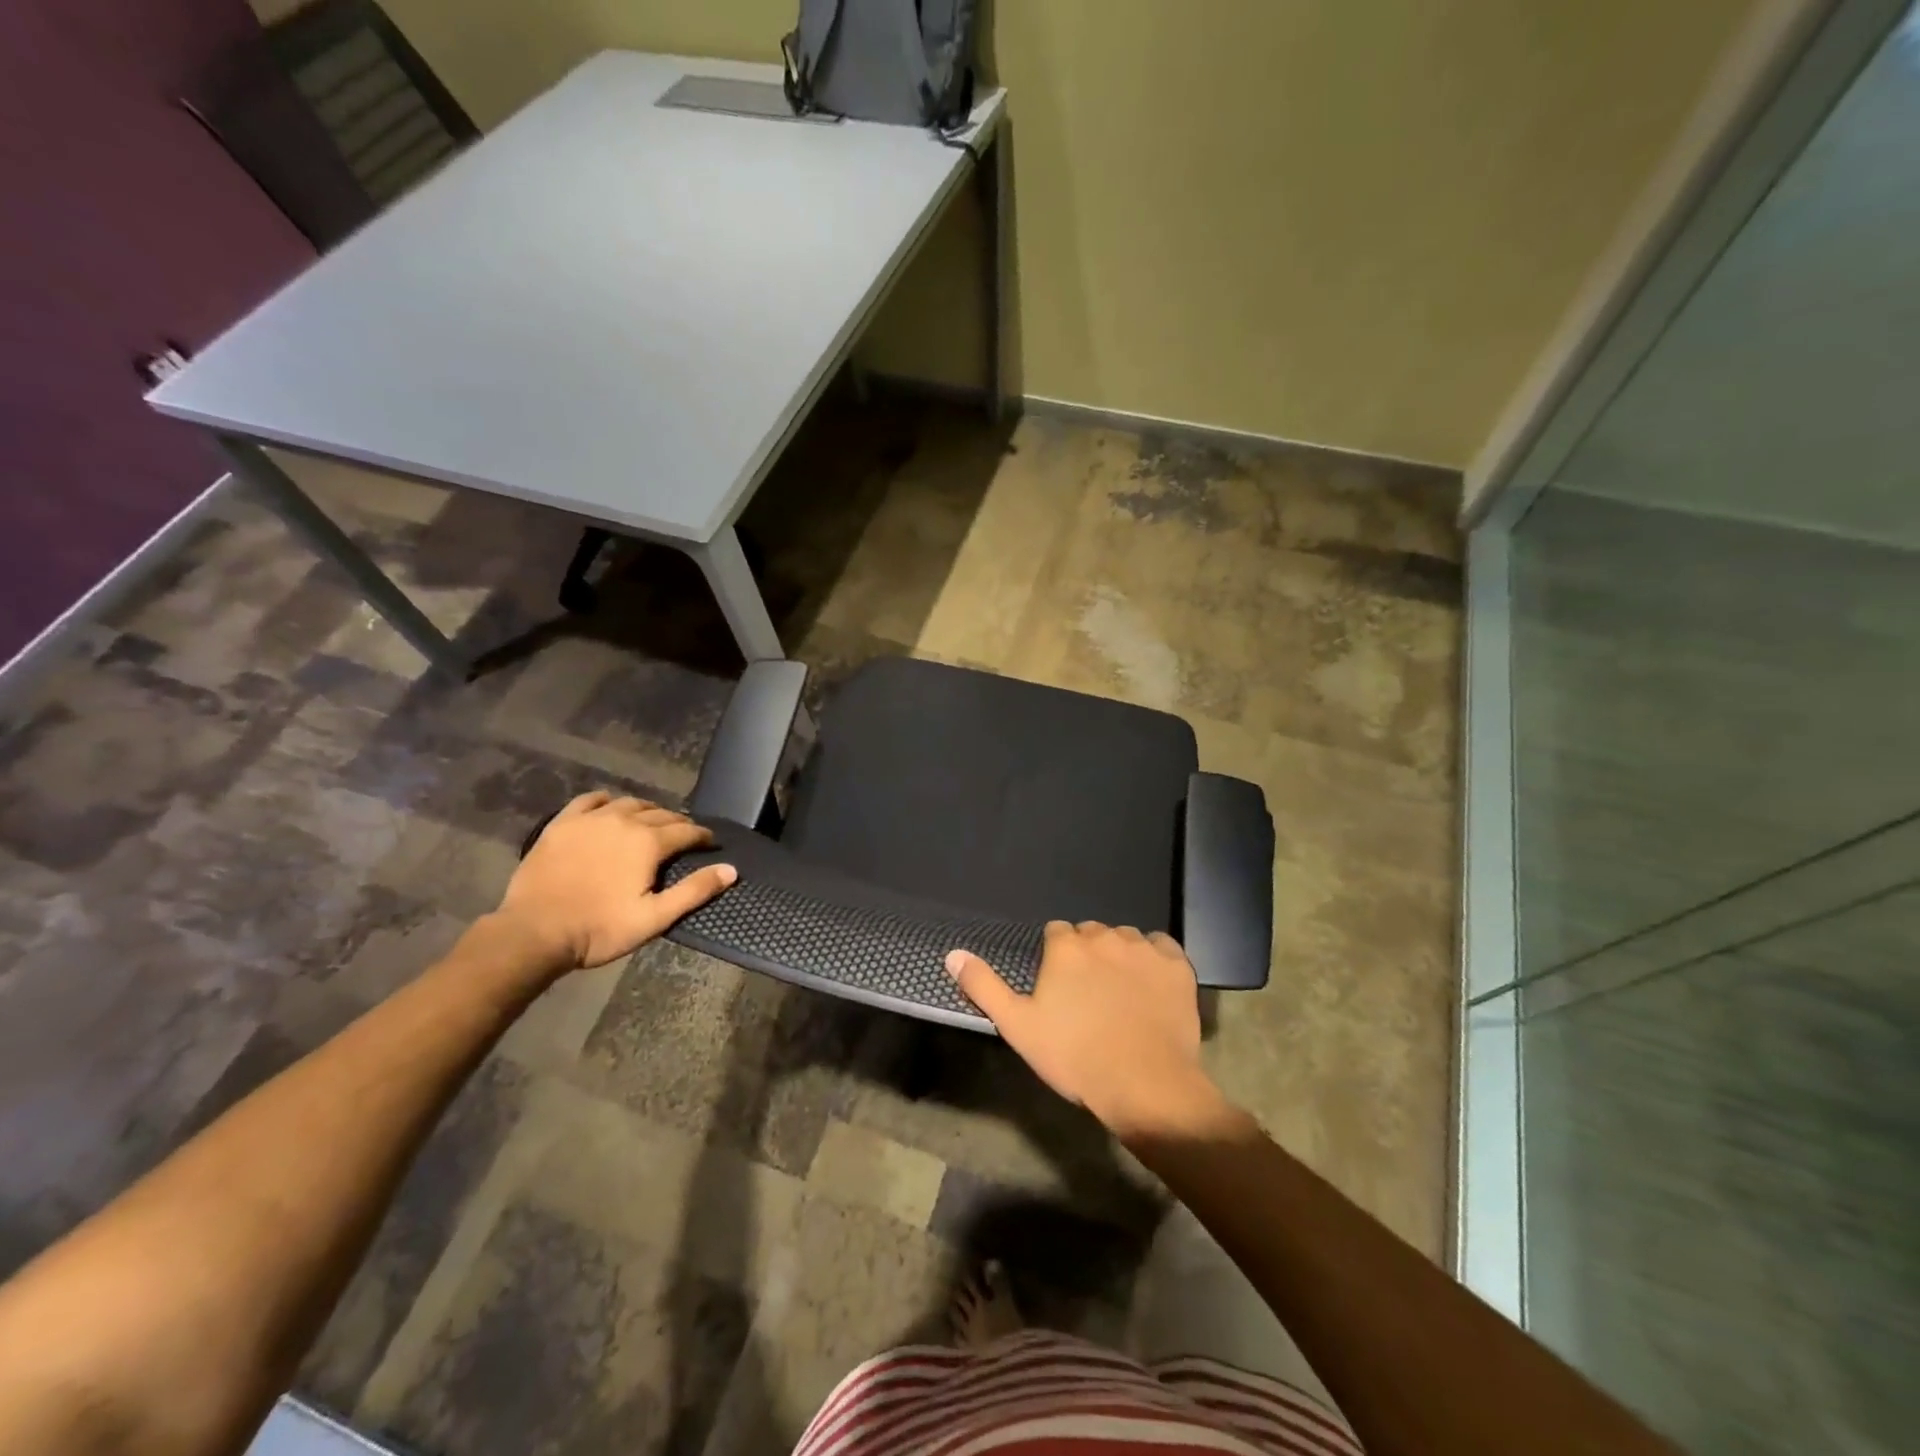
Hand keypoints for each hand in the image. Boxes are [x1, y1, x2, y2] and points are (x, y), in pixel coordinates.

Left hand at [500, 792, 736, 971]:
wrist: (534, 932)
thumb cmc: (599, 929)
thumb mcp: (654, 918)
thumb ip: (694, 891)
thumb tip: (731, 870)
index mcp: (649, 842)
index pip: (687, 831)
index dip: (703, 836)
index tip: (711, 843)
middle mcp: (624, 821)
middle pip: (661, 814)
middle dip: (678, 823)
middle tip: (685, 836)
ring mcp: (590, 819)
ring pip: (629, 803)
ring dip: (647, 811)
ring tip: (651, 823)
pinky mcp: (562, 823)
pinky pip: (590, 800)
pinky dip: (607, 801)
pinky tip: (610, 808)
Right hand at [946, 921, 1226, 1144]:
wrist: (1144, 1085)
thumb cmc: (1075, 1056)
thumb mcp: (1018, 1026)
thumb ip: (984, 986)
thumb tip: (953, 954)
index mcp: (1067, 947)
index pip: (1056, 933)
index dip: (1056, 958)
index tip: (1059, 987)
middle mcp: (1105, 936)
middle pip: (1091, 933)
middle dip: (1087, 955)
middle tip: (1088, 994)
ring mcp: (1144, 948)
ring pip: (1125, 939)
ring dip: (1120, 956)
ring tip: (1120, 993)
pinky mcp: (1177, 965)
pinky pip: (1162, 947)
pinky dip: (1156, 959)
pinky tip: (1151, 985)